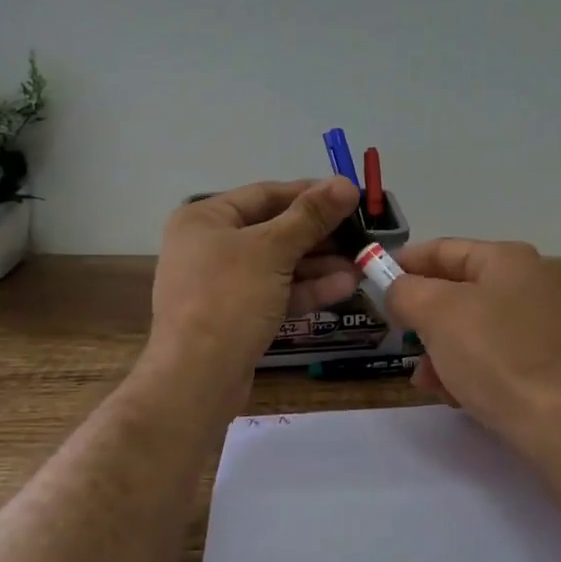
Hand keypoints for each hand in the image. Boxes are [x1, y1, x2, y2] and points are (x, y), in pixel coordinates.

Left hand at [147, 178, 361, 385]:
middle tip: (362, 234)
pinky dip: (306, 288)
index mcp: (205, 219)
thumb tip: (345, 183)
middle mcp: (209, 246)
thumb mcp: (272, 250)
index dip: (310, 193)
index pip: (266, 194)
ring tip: (362, 262)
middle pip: (274, 229)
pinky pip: (275, 292)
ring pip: (278, 264)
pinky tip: (345, 286)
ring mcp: (222, 284)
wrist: (197, 378)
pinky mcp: (236, 315)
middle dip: (320, 234)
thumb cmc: (228, 299)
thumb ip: (311, 216)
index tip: (351, 197)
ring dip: (320, 263)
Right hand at [386, 238, 560, 448]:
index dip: (404, 262)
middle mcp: (526, 284)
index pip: (442, 249)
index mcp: (506, 259)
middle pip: (456, 290)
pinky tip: (453, 395)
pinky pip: (490, 356)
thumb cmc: (495, 354)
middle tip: (397, 334)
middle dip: (422, 316)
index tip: (372, 280)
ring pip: (470, 328)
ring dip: (439, 350)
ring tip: (424, 379)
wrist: (560, 421)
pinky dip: (465, 370)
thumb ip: (405, 292)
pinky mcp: (541, 363)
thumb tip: (396, 290)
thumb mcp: (437, 313)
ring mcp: (537, 324)